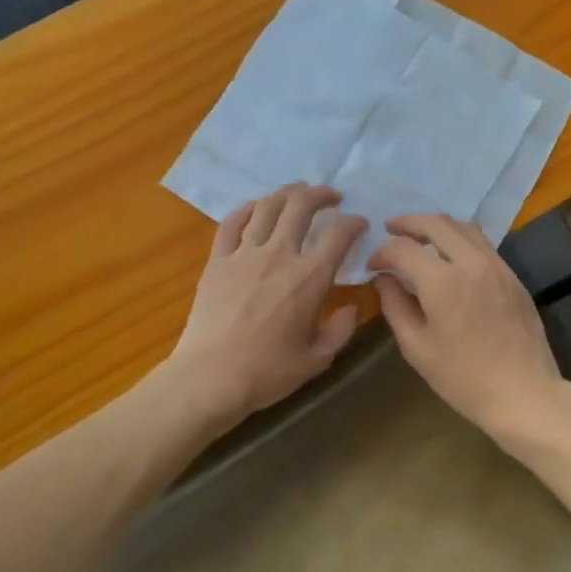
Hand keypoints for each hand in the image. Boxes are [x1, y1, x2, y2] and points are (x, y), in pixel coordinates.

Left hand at [167, 185, 367, 426]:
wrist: (210, 378)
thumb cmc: (267, 373)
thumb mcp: (317, 359)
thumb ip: (340, 329)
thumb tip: (350, 307)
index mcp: (309, 278)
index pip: (339, 234)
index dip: (354, 223)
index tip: (360, 224)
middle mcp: (278, 255)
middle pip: (301, 206)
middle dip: (321, 194)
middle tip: (331, 197)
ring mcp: (244, 254)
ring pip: (267, 206)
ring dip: (287, 193)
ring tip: (298, 193)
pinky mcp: (217, 260)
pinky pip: (232, 222)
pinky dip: (248, 209)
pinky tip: (256, 209)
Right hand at [369, 216, 570, 446]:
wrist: (523, 393)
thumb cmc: (463, 378)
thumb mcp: (417, 347)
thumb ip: (395, 306)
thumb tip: (383, 279)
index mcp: (443, 281)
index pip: (403, 249)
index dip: (382, 252)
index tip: (372, 266)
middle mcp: (471, 262)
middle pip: (436, 223)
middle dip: (408, 223)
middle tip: (390, 229)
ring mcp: (497, 266)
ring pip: (463, 227)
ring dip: (436, 226)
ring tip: (419, 238)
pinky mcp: (512, 276)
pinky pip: (482, 244)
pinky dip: (459, 239)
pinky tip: (450, 257)